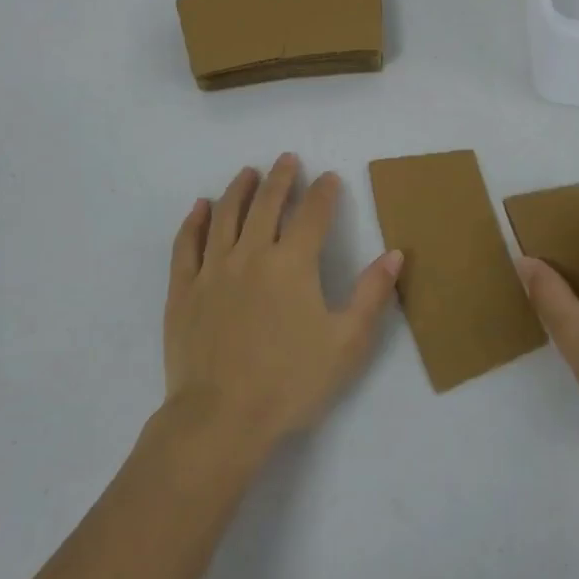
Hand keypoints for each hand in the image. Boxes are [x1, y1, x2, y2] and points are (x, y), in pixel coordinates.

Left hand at [164, 153, 401, 458]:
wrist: (220, 419)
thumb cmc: (290, 383)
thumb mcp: (347, 343)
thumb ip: (372, 294)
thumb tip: (395, 253)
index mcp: (292, 264)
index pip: (312, 214)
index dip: (324, 192)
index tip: (330, 178)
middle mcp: (251, 254)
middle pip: (266, 204)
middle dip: (281, 178)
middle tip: (288, 159)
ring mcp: (213, 270)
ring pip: (225, 215)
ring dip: (239, 189)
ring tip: (249, 172)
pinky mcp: (184, 290)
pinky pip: (186, 244)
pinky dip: (194, 221)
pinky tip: (200, 207)